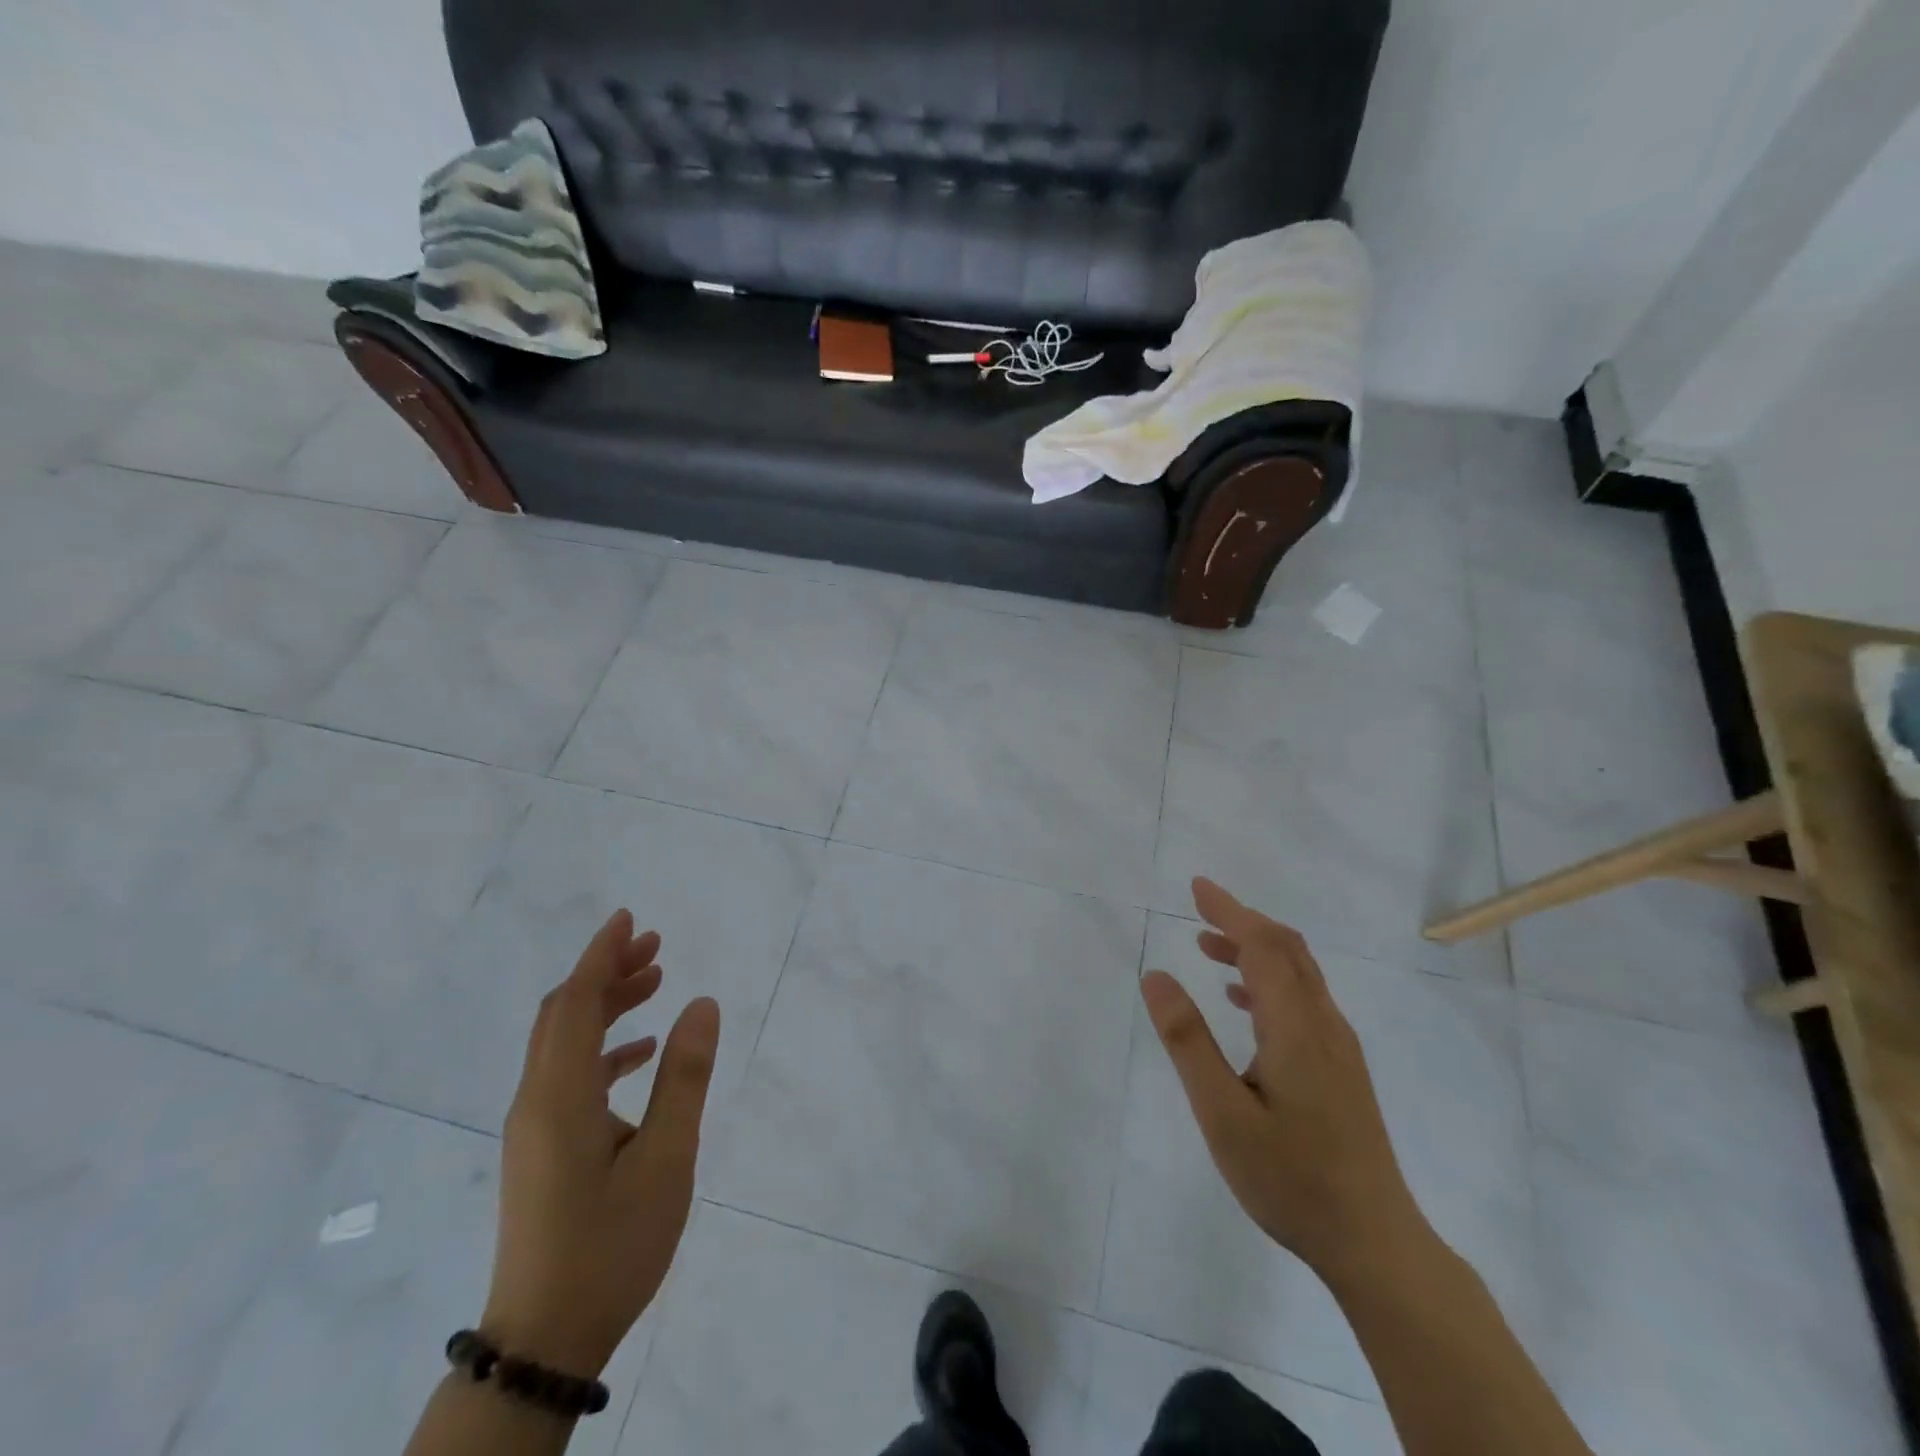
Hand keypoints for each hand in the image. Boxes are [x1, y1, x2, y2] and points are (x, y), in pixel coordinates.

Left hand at [480, 910, 720, 1376]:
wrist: (545, 1340)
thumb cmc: (611, 1244)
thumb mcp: (666, 1157)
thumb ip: (685, 1076)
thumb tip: (703, 1003)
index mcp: (560, 1096)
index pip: (574, 1002)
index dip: (600, 955)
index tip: (630, 919)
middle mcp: (536, 1100)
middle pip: (563, 1014)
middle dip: (606, 971)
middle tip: (655, 946)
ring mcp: (534, 1127)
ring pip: (563, 1042)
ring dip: (605, 1005)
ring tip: (655, 984)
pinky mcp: (541, 1148)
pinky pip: (567, 1074)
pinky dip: (603, 1048)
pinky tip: (640, 1054)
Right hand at [1141, 878, 1423, 1281]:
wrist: (1376, 1243)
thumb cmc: (1291, 1179)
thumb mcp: (1222, 1113)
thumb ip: (1188, 1041)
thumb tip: (1157, 976)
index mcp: (1296, 1027)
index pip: (1263, 945)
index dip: (1230, 910)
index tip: (1197, 887)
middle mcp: (1324, 1025)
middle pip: (1287, 949)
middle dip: (1243, 921)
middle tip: (1199, 909)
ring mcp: (1339, 1047)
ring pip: (1298, 974)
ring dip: (1255, 949)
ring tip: (1208, 948)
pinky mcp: (1342, 1069)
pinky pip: (1304, 1000)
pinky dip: (1269, 980)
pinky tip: (1242, 1002)